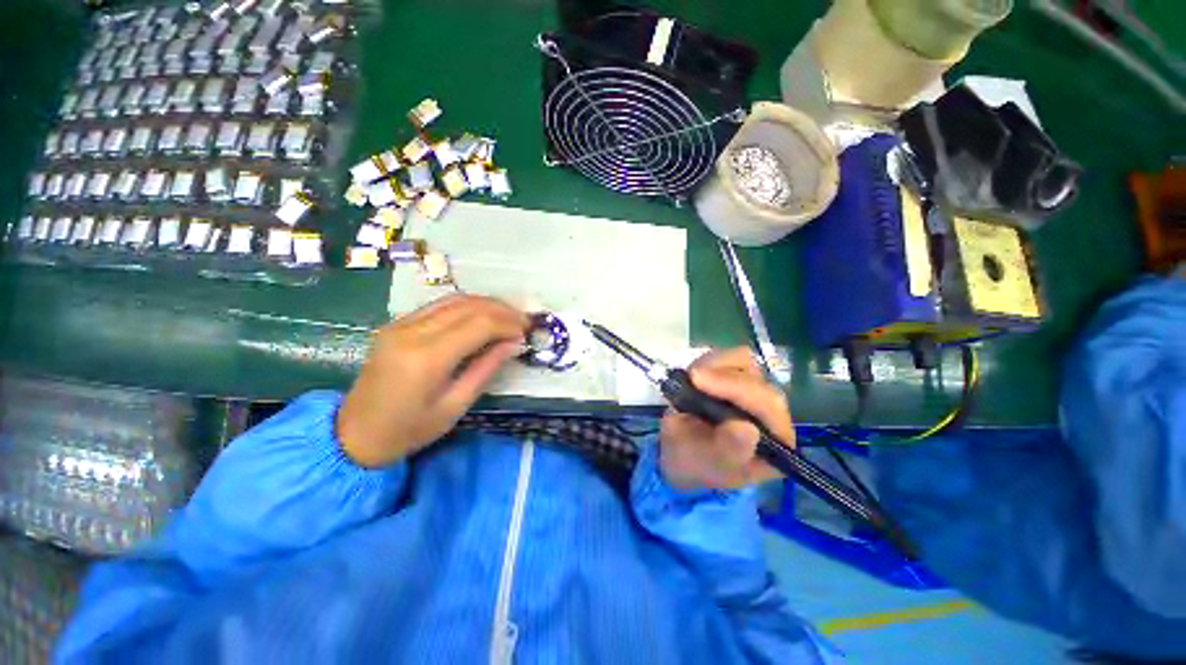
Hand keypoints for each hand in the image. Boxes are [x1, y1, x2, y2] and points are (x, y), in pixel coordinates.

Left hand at [337, 295, 527, 467]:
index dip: (508, 323)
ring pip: (454, 300)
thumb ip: (487, 368)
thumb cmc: (410, 429)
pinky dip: (467, 307)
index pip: (479, 324)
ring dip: (486, 304)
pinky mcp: (397, 324)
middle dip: (502, 310)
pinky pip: (439, 306)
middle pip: (468, 306)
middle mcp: (412, 332)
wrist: (355, 434)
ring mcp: (400, 324)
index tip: (526, 332)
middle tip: (523, 322)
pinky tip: (482, 317)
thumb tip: (514, 343)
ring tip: (508, 317)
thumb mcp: (456, 405)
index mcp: (427, 357)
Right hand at [658, 348, 793, 490]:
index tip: (697, 379)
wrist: (678, 452)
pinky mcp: (737, 377)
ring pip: (744, 362)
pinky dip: (709, 362)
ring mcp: (753, 392)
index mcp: (775, 442)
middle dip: (722, 377)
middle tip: (690, 377)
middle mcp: (771, 414)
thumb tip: (747, 427)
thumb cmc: (695, 463)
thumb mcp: (706, 464)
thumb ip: (728, 449)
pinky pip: (729, 357)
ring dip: (714, 367)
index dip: (736, 389)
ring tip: (691, 382)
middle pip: (757, 380)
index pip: (768, 407)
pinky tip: (695, 378)